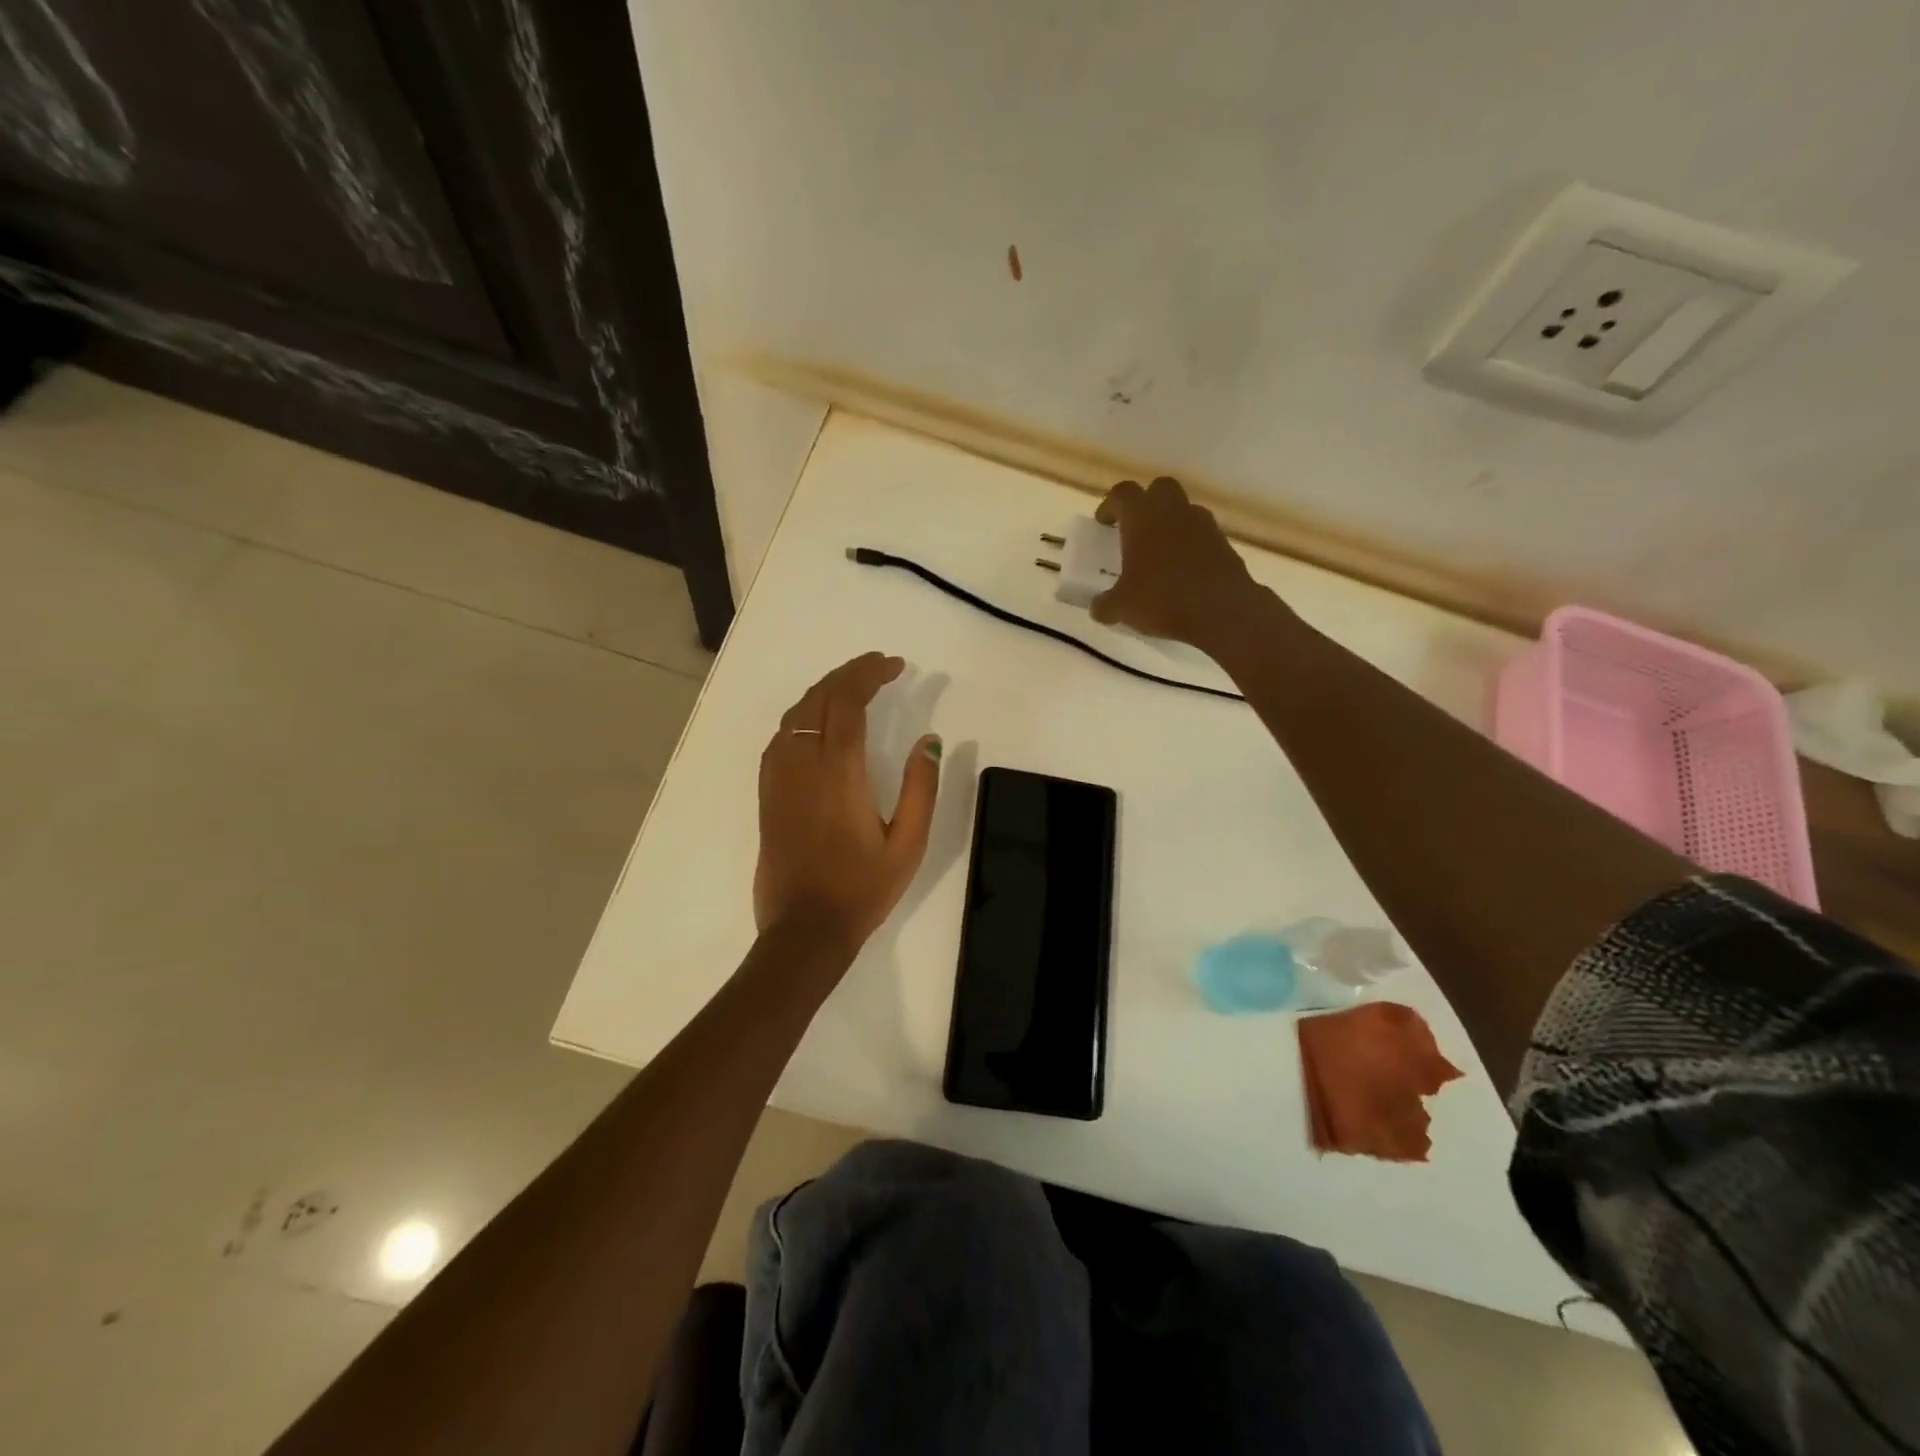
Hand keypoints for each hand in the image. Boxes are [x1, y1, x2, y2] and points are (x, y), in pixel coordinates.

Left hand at [753, 652, 941, 956]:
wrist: (804, 930)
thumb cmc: (862, 889)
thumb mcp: (908, 844)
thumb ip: (922, 788)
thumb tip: (929, 740)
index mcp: (839, 774)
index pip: (847, 702)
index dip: (869, 674)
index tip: (894, 666)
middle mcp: (802, 766)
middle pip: (818, 699)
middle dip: (848, 673)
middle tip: (878, 667)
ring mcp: (779, 779)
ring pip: (795, 714)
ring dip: (823, 691)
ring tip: (853, 687)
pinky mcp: (768, 794)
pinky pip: (780, 737)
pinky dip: (803, 715)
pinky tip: (818, 723)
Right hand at [1090, 476, 1271, 650]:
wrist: (1222, 611)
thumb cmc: (1162, 599)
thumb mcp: (1122, 608)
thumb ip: (1105, 605)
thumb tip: (1097, 608)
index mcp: (1142, 518)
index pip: (1122, 493)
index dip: (1110, 505)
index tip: (1103, 523)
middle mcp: (1173, 512)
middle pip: (1159, 488)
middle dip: (1146, 502)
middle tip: (1135, 528)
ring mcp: (1203, 525)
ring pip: (1184, 509)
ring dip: (1171, 523)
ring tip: (1160, 552)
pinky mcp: (1224, 544)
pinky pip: (1202, 534)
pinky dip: (1190, 544)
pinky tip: (1183, 570)